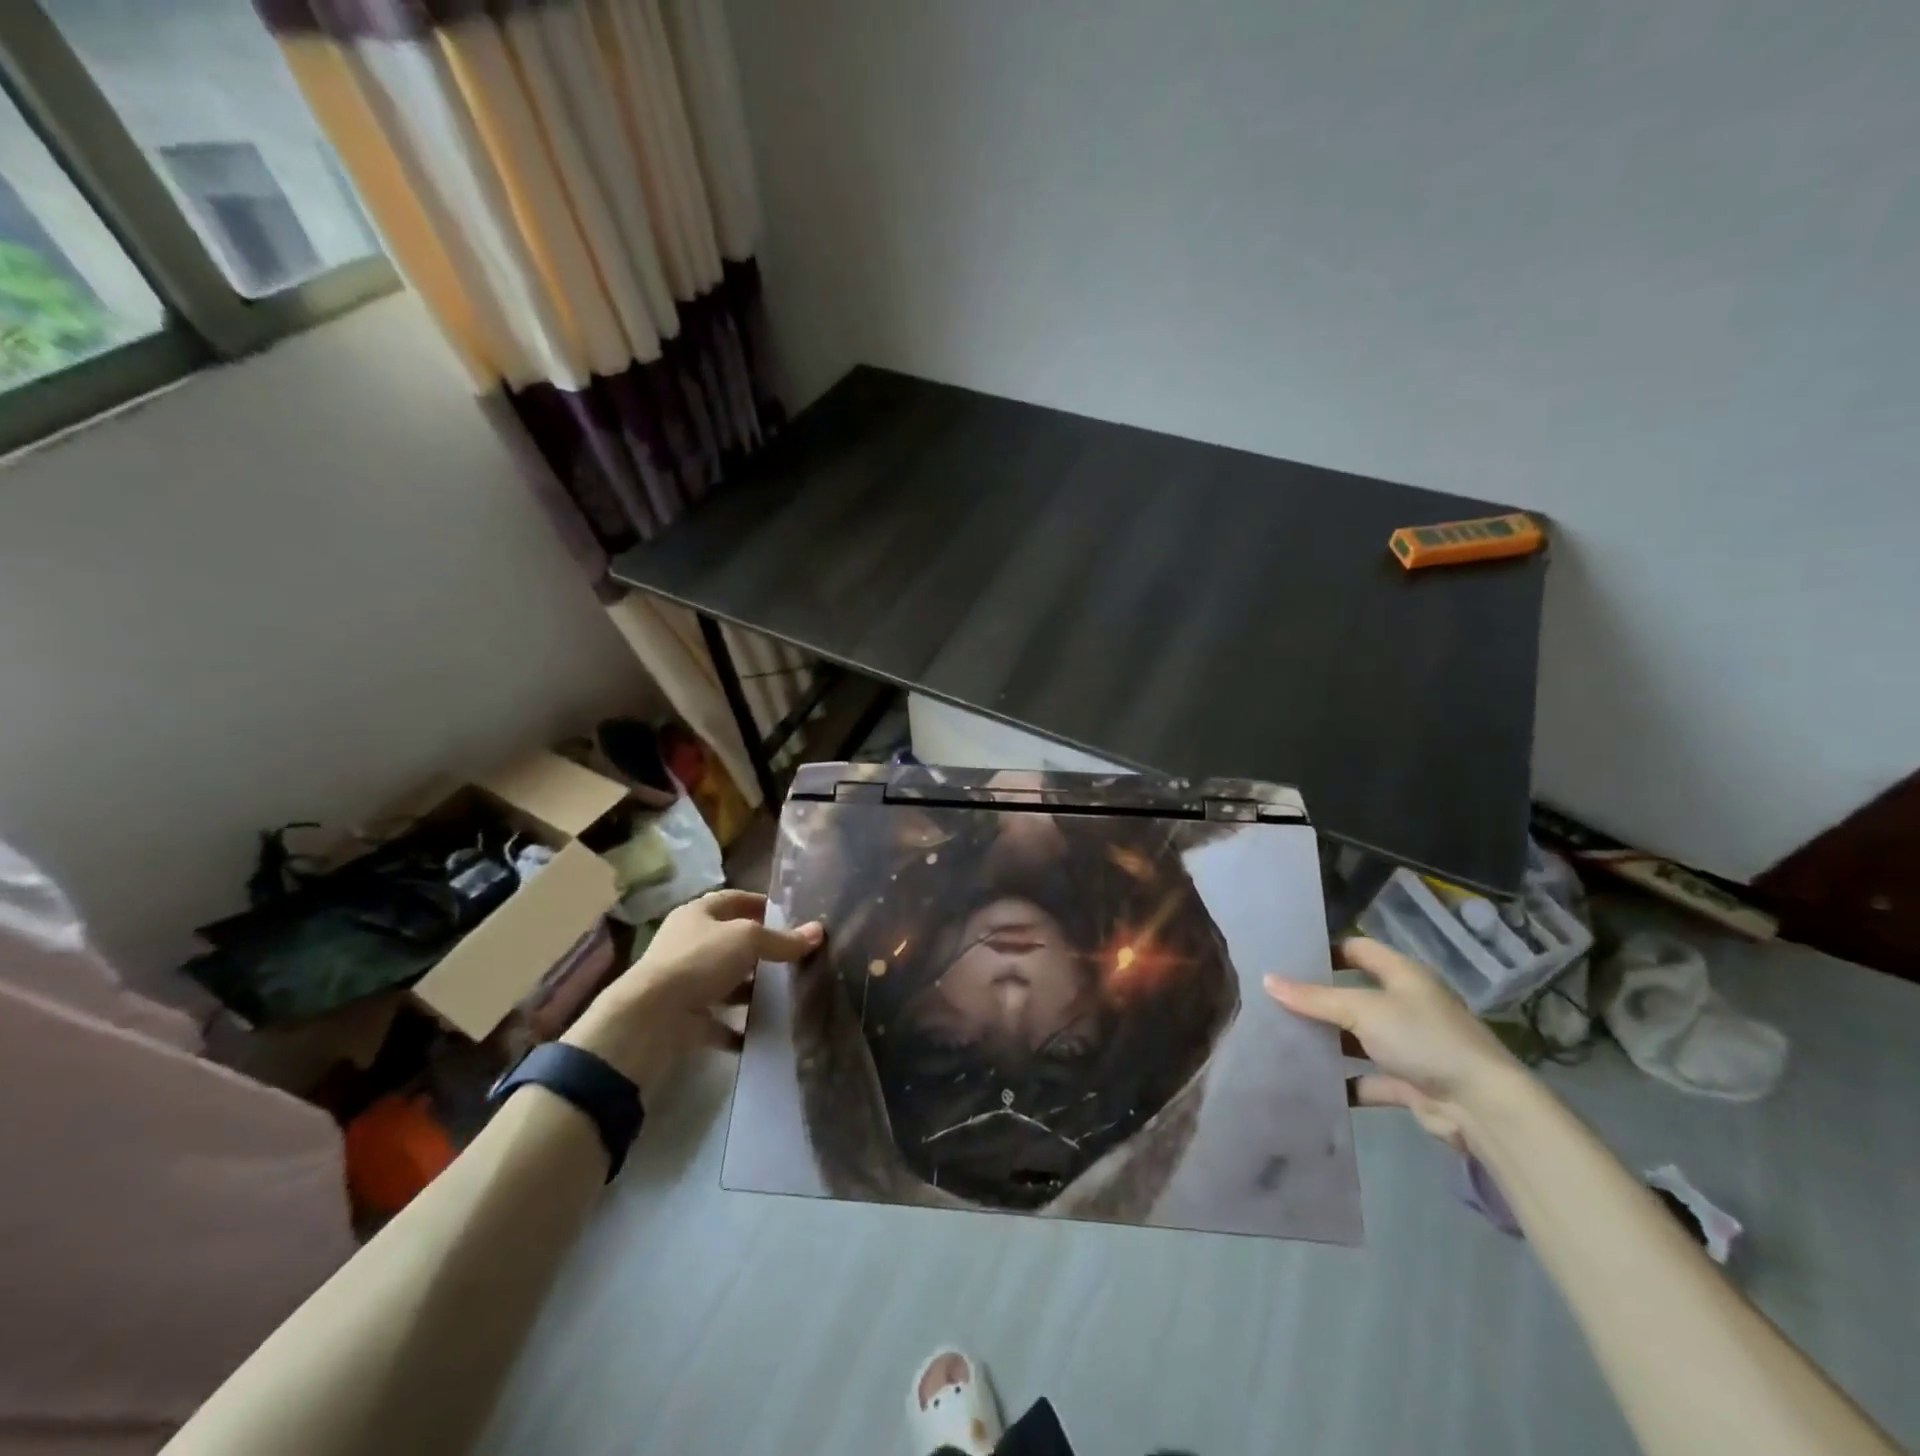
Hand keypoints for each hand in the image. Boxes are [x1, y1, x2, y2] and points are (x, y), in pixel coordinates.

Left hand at [565, 889, 822, 1094]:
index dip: (760, 904)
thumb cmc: (699, 962)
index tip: (789, 915)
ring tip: (786, 994)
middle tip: (794, 957)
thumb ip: (782, 940)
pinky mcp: (686, 1018)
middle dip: (761, 950)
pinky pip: (719, 1021)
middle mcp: (689, 944)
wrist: (650, 1019)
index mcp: (698, 915)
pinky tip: (765, 1030)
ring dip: (751, 989)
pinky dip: (740, 1027)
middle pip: (731, 942)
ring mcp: (685, 982)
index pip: (733, 900)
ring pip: (726, 981)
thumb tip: (818, 931)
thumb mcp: (748, 940)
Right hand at [1265, 937, 1522, 1151]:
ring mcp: (1409, 1046)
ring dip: (1328, 1041)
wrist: (1482, 1107)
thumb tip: (1267, 980)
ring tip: (1282, 1037)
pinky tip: (1310, 1082)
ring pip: (1358, 1038)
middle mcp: (1406, 1005)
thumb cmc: (1423, 1039)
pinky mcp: (1409, 1083)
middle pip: (1354, 994)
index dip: (1326, 949)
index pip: (1358, 949)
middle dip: (1318, 999)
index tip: (1288, 955)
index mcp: (1402, 975)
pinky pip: (1367, 1078)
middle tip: (1273, 997)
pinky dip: (1343, 1081)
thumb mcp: (1362, 1010)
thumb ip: (1314, 999)